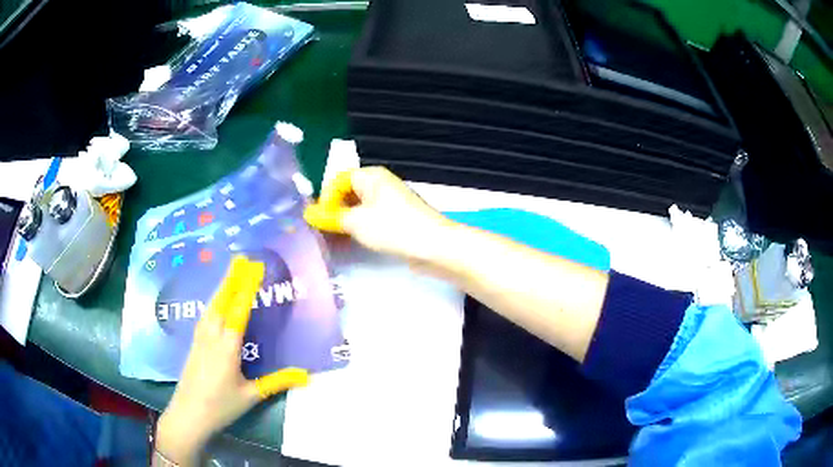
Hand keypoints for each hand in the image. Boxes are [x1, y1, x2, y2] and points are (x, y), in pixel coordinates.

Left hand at [155, 256, 308, 465]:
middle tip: (241, 258)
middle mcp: (212, 335)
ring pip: (211, 305)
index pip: (239, 310)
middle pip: (222, 300)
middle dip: (232, 278)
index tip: (255, 267)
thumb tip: (306, 375)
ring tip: (230, 272)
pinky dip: (213, 300)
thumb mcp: (251, 395)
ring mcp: (200, 337)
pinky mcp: (194, 343)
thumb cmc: (221, 406)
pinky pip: (205, 314)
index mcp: (227, 346)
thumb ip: (277, 382)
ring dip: (221, 286)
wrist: (188, 414)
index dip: (248, 287)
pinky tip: (215, 301)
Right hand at [304, 167, 453, 266]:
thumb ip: (330, 217)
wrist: (434, 246)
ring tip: (337, 239)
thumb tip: (309, 214)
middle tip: (324, 232)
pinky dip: (362, 229)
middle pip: (349, 193)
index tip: (320, 220)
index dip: (326, 198)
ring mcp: (391, 202)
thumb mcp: (356, 222)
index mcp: (371, 176)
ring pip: (360, 208)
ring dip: (347, 222)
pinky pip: (372, 220)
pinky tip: (356, 242)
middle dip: (335, 211)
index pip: (338, 180)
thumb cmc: (393, 228)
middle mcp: (381, 184)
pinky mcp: (398, 219)